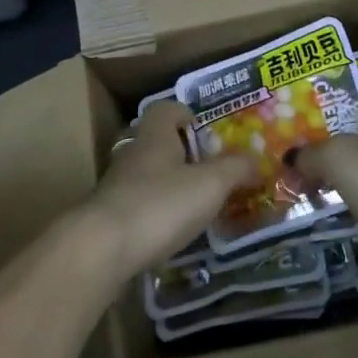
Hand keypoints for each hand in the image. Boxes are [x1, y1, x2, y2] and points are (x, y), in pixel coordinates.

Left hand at [82, 99, 258, 279]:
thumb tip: (256, 160)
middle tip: (210, 172)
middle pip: (157, 142)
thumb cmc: (160, 204)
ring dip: (169, 185)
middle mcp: (133, 153)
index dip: (186, 114)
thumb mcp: (210, 184)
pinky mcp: (109, 217)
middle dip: (182, 154)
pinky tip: (171, 233)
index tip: (205, 131)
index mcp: (155, 135)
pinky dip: (156, 213)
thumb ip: (235, 169)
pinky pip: (138, 205)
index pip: (167, 109)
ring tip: (196, 206)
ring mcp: (117, 186)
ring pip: (147, 175)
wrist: (102, 249)